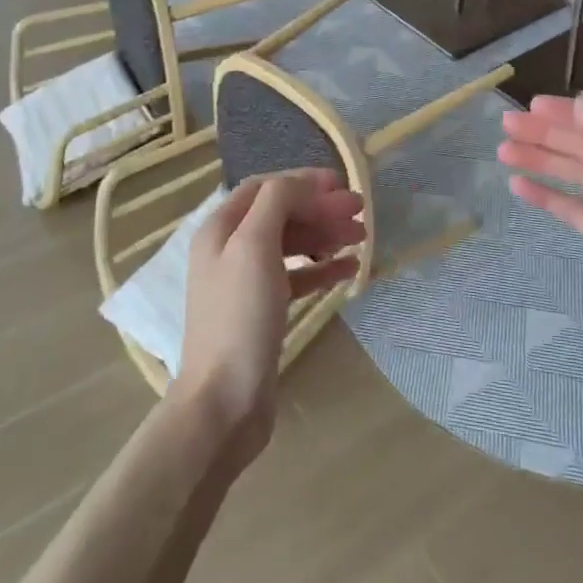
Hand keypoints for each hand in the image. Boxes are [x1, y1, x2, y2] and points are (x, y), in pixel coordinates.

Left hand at [173, 170, 365, 462]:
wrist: (225, 401)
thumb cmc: (240, 316)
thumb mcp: (254, 246)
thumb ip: (276, 203)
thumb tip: (302, 185)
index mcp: (220, 229)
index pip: (264, 188)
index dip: (302, 181)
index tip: (341, 185)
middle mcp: (230, 250)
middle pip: (280, 214)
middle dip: (320, 209)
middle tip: (360, 212)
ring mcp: (246, 282)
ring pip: (291, 245)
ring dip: (325, 235)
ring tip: (362, 238)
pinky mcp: (263, 311)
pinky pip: (297, 277)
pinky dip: (322, 268)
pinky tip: (349, 269)